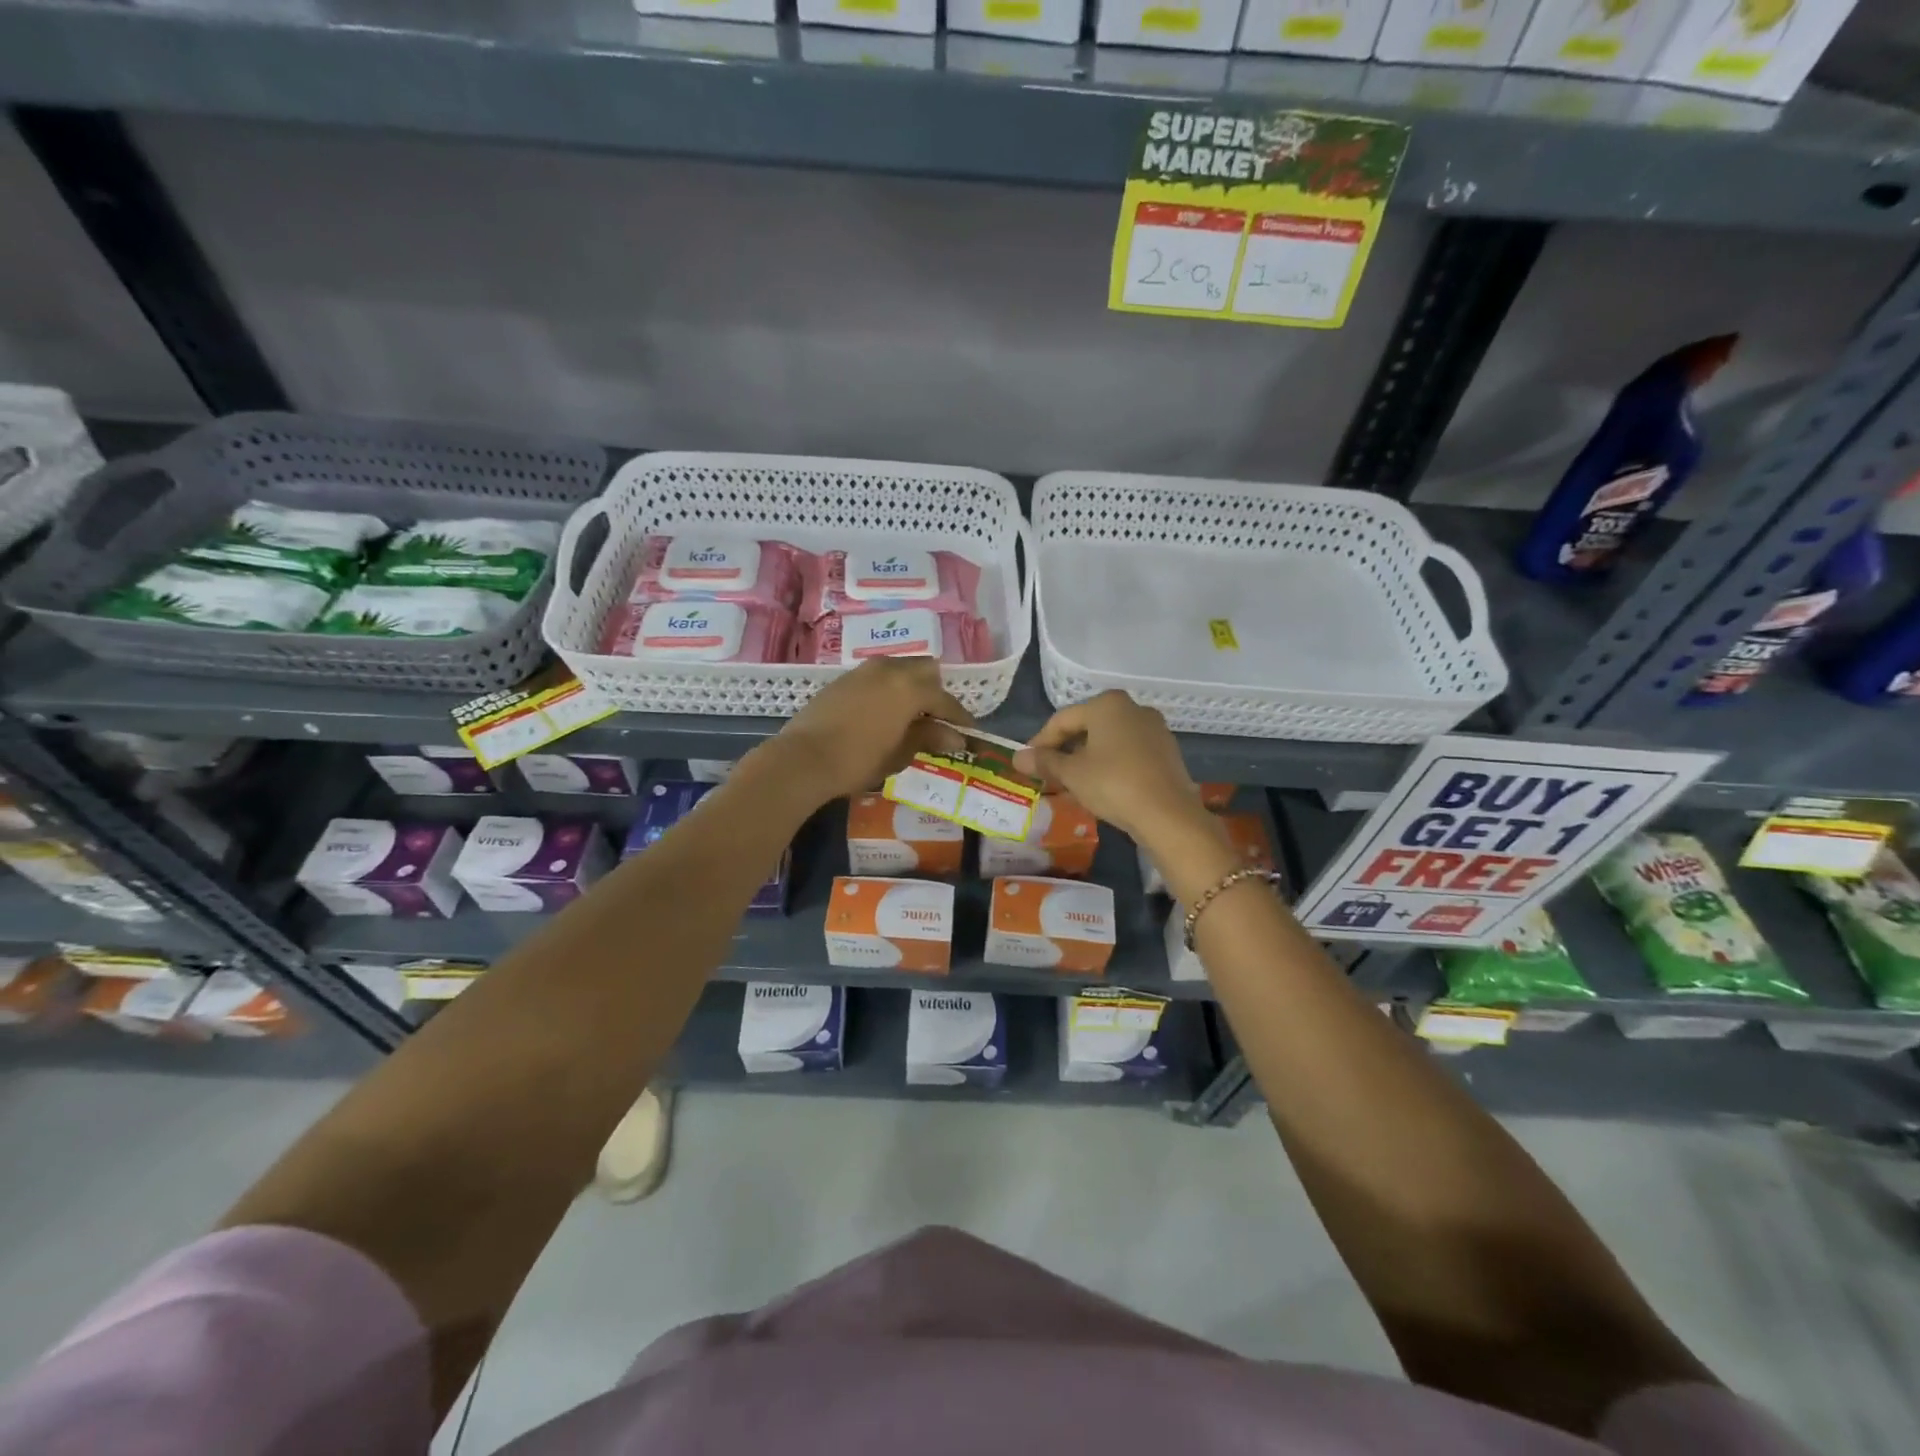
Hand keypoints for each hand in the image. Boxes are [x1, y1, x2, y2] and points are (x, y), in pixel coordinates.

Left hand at [766, 657, 969, 806]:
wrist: (803, 759)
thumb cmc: (859, 760)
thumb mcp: (900, 753)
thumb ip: (929, 738)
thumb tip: (955, 736)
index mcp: (909, 687)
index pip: (945, 700)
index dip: (960, 718)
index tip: (969, 733)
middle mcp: (889, 670)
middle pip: (924, 670)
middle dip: (935, 692)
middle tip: (937, 720)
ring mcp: (863, 671)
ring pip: (899, 669)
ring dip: (910, 687)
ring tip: (911, 715)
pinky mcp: (843, 680)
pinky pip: (877, 677)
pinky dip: (888, 690)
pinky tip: (883, 714)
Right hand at [1013, 691, 1209, 844]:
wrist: (1168, 814)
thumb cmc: (1113, 784)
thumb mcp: (1072, 774)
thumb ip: (1044, 762)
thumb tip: (1017, 757)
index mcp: (1107, 704)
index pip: (1062, 719)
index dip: (1041, 742)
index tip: (1028, 763)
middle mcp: (1133, 708)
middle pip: (1087, 727)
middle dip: (1065, 750)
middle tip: (1048, 774)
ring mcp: (1154, 729)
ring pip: (1109, 740)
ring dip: (1087, 758)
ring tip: (1072, 783)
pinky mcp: (1167, 751)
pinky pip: (1128, 752)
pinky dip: (1110, 764)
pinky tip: (1102, 786)